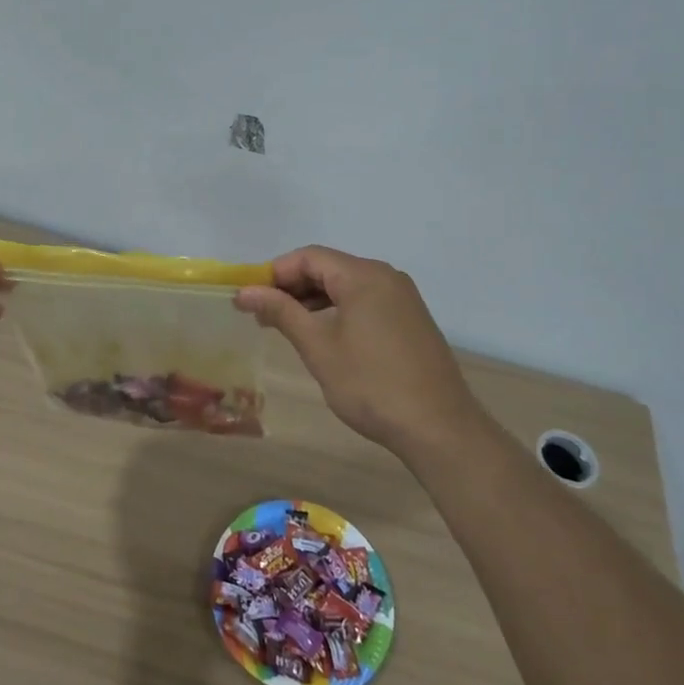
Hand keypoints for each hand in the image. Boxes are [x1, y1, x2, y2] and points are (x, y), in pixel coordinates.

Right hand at [234, 246, 481, 458]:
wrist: (438, 427)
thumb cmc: (371, 385)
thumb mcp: (318, 347)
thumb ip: (281, 312)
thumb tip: (244, 292)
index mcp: (364, 276)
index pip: (308, 257)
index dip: (274, 273)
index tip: (249, 298)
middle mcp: (386, 276)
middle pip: (328, 267)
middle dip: (292, 286)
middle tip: (261, 314)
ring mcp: (402, 297)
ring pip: (346, 285)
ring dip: (313, 299)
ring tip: (284, 326)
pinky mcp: (409, 318)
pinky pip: (365, 301)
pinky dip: (337, 310)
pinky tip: (321, 335)